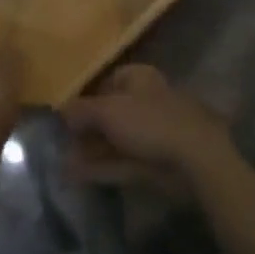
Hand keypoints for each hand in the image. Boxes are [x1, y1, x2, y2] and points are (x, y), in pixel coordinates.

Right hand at [60, 64, 233, 190]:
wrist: (193, 159)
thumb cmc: (149, 121)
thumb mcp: (108, 111)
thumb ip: (82, 110)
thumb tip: (61, 110)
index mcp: (139, 78)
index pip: (109, 80)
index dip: (87, 95)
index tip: (66, 113)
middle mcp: (144, 101)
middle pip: (110, 112)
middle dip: (86, 128)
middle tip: (61, 142)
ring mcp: (150, 133)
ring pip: (115, 139)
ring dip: (90, 150)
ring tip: (62, 161)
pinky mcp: (153, 162)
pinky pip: (120, 161)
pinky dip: (100, 167)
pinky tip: (76, 175)